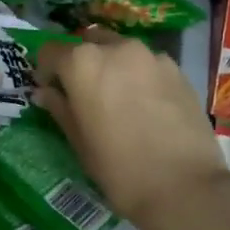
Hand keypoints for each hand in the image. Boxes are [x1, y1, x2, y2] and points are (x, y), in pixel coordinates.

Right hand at [35, 29, 225, 228]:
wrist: (184, 186)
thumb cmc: (119, 168)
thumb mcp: (79, 142)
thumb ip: (60, 108)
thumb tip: (45, 92)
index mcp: (83, 62)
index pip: (51, 51)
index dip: (46, 71)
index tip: (51, 91)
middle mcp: (116, 48)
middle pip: (88, 43)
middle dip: (82, 63)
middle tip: (85, 94)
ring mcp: (151, 55)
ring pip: (121, 50)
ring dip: (112, 66)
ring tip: (118, 99)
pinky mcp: (177, 69)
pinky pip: (147, 64)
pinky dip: (139, 76)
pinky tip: (146, 106)